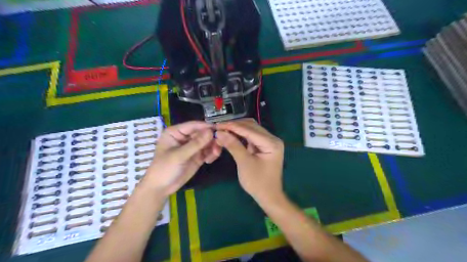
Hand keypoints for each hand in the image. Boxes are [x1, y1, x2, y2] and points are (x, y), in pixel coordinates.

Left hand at [141, 121, 221, 196]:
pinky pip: (208, 151)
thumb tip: (211, 131)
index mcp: (176, 132)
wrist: (161, 188)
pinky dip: (211, 153)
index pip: (193, 125)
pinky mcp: (197, 156)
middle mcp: (185, 137)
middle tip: (219, 145)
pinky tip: (209, 160)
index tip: (219, 129)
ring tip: (214, 155)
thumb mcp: (179, 155)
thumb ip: (196, 144)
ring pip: (207, 142)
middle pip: (202, 133)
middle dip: (211, 139)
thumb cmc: (165, 169)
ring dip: (213, 147)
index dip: (206, 127)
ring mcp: (192, 147)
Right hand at [215, 119, 284, 204]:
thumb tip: (219, 132)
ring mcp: (268, 142)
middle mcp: (272, 139)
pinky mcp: (263, 146)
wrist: (268, 196)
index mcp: (271, 143)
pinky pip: (250, 136)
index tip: (217, 125)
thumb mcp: (244, 163)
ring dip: (236, 129)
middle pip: (251, 126)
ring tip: (222, 130)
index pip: (250, 130)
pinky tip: (230, 135)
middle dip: (234, 126)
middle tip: (218, 127)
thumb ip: (233, 145)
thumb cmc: (257, 182)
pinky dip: (240, 135)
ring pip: (250, 129)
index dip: (232, 126)